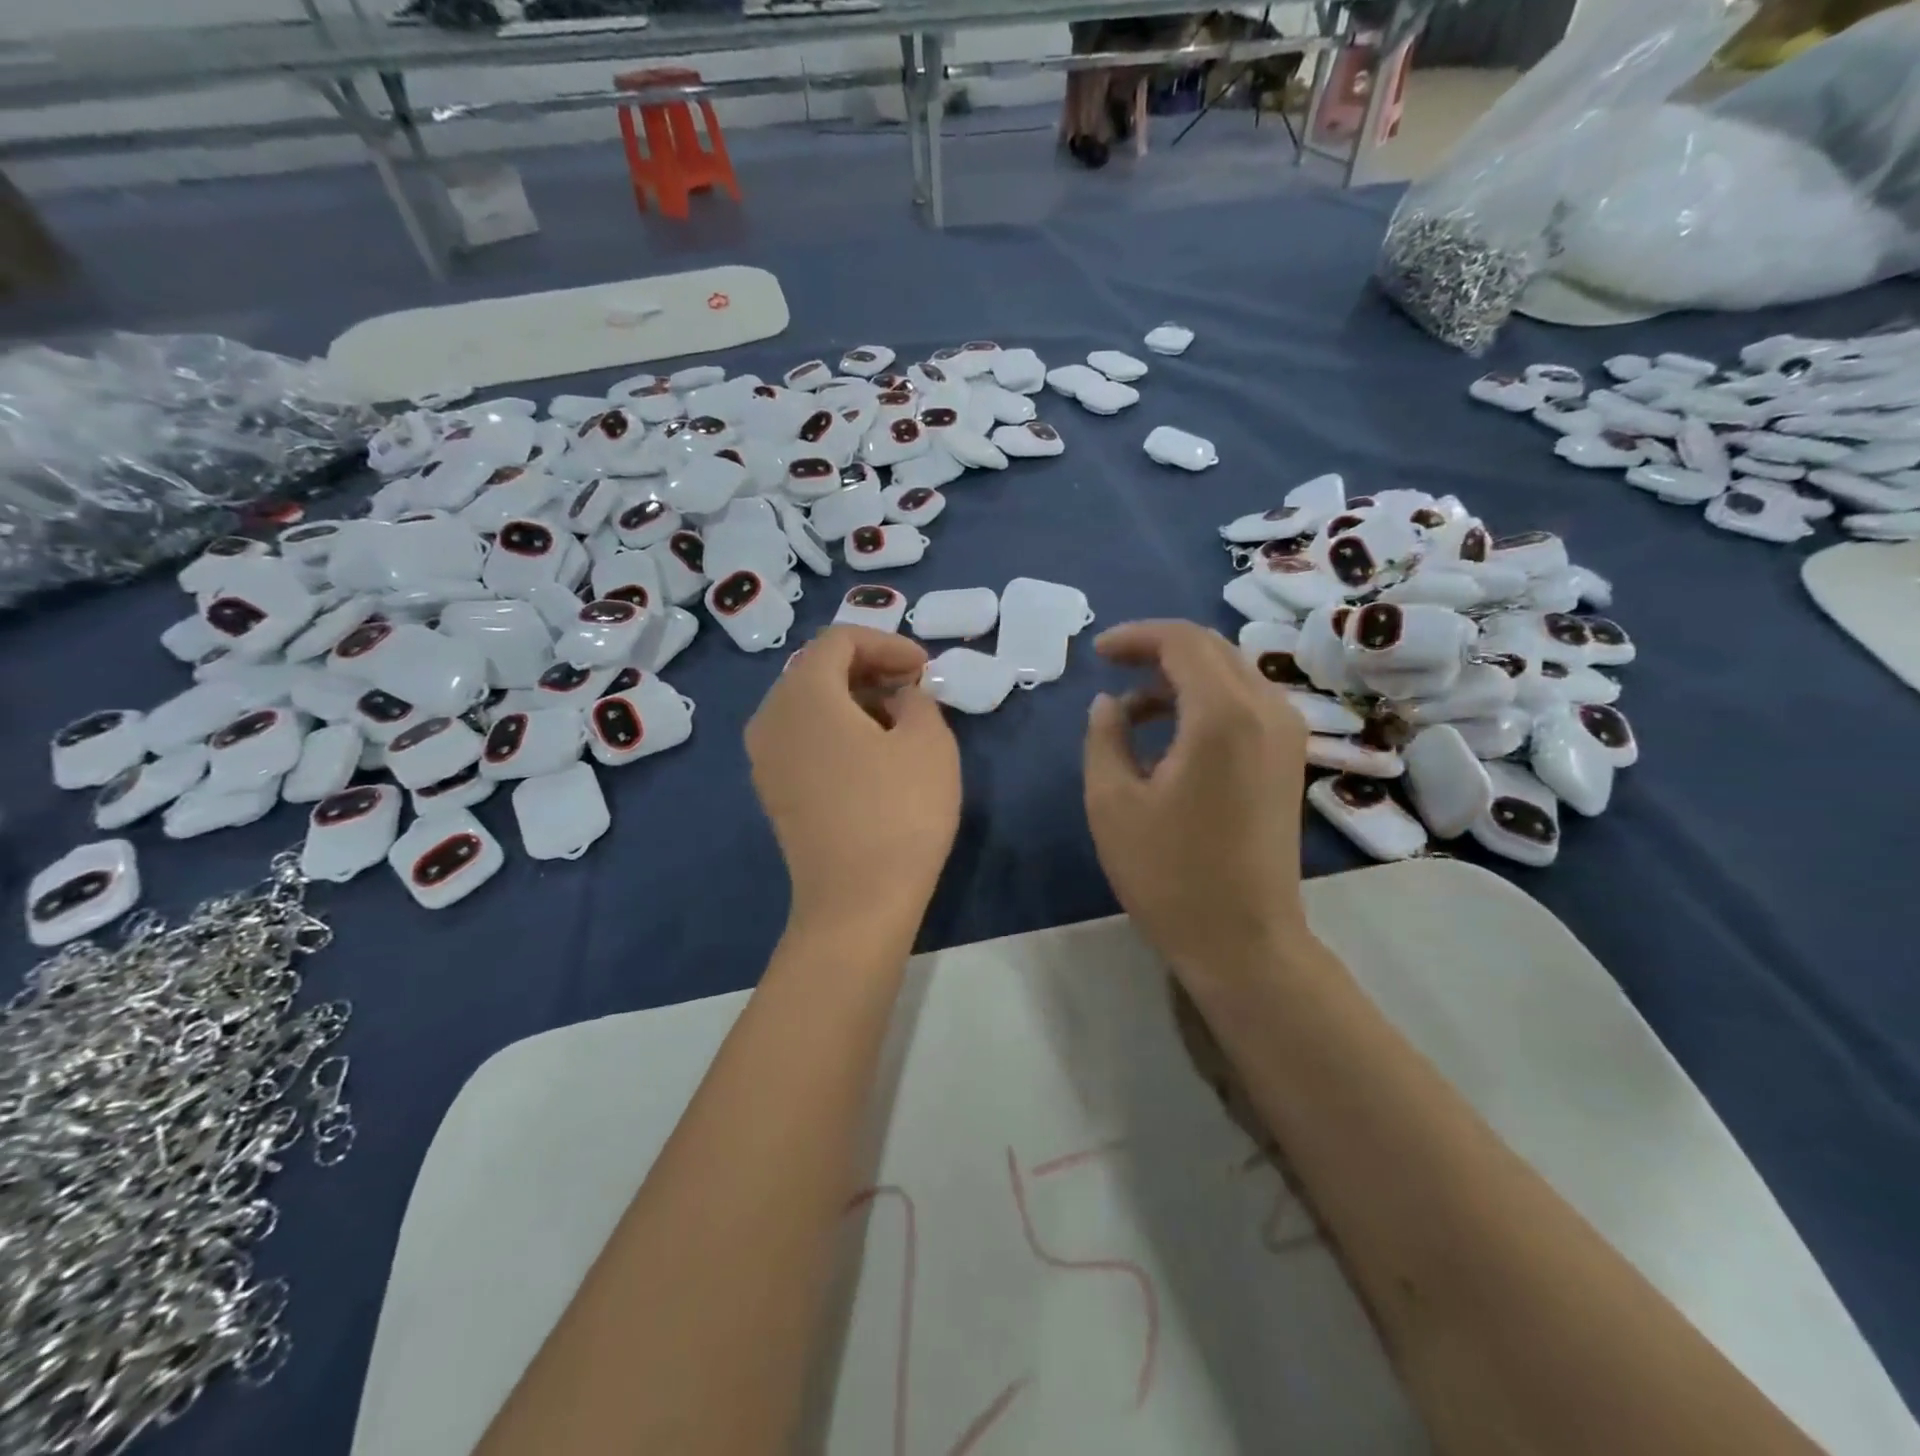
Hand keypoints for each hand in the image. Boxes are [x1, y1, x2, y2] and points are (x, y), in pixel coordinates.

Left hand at [746, 626, 960, 939]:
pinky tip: (872, 752)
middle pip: (818, 668)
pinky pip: (802, 736)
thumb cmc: (899, 812)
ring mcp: (765, 758)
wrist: (857, 903)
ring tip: (899, 719)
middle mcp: (771, 717)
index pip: (839, 639)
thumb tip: (901, 696)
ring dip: (854, 698)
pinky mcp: (773, 790)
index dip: (888, 643)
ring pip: (808, 703)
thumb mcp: (929, 742)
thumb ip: (918, 699)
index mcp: (803, 693)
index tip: (925, 668)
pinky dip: (836, 728)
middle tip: (915, 688)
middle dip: (870, 667)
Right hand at [1083, 620, 1309, 982]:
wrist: (1244, 941)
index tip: (1096, 653)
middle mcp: (1267, 710)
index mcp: (1223, 715)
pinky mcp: (1288, 759)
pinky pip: (1245, 703)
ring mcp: (1286, 734)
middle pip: (1211, 648)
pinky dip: (1205, 700)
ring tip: (1132, 711)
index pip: (1182, 641)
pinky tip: (1171, 734)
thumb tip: (1109, 704)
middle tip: (1111, 669)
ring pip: (1231, 673)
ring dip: (1180, 677)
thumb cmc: (1169, 874)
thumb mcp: (1112, 802)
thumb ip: (1104, 737)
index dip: (1135, 636)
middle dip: (1157, 649)